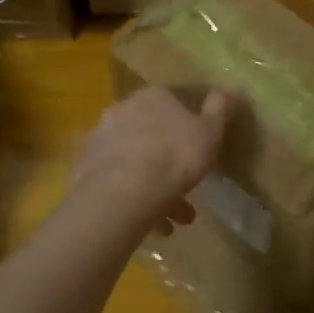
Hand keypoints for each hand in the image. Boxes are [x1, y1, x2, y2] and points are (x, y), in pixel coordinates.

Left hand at [70, 87, 230, 230]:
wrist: (124, 190)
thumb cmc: (175, 156)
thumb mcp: (210, 132)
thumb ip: (219, 110)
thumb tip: (230, 89)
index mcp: (153, 96)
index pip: (172, 105)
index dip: (187, 130)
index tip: (199, 156)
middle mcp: (122, 109)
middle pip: (151, 135)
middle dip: (169, 164)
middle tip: (186, 195)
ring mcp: (99, 137)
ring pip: (133, 160)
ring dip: (152, 187)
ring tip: (170, 223)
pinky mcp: (83, 167)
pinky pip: (114, 180)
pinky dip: (129, 197)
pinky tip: (145, 223)